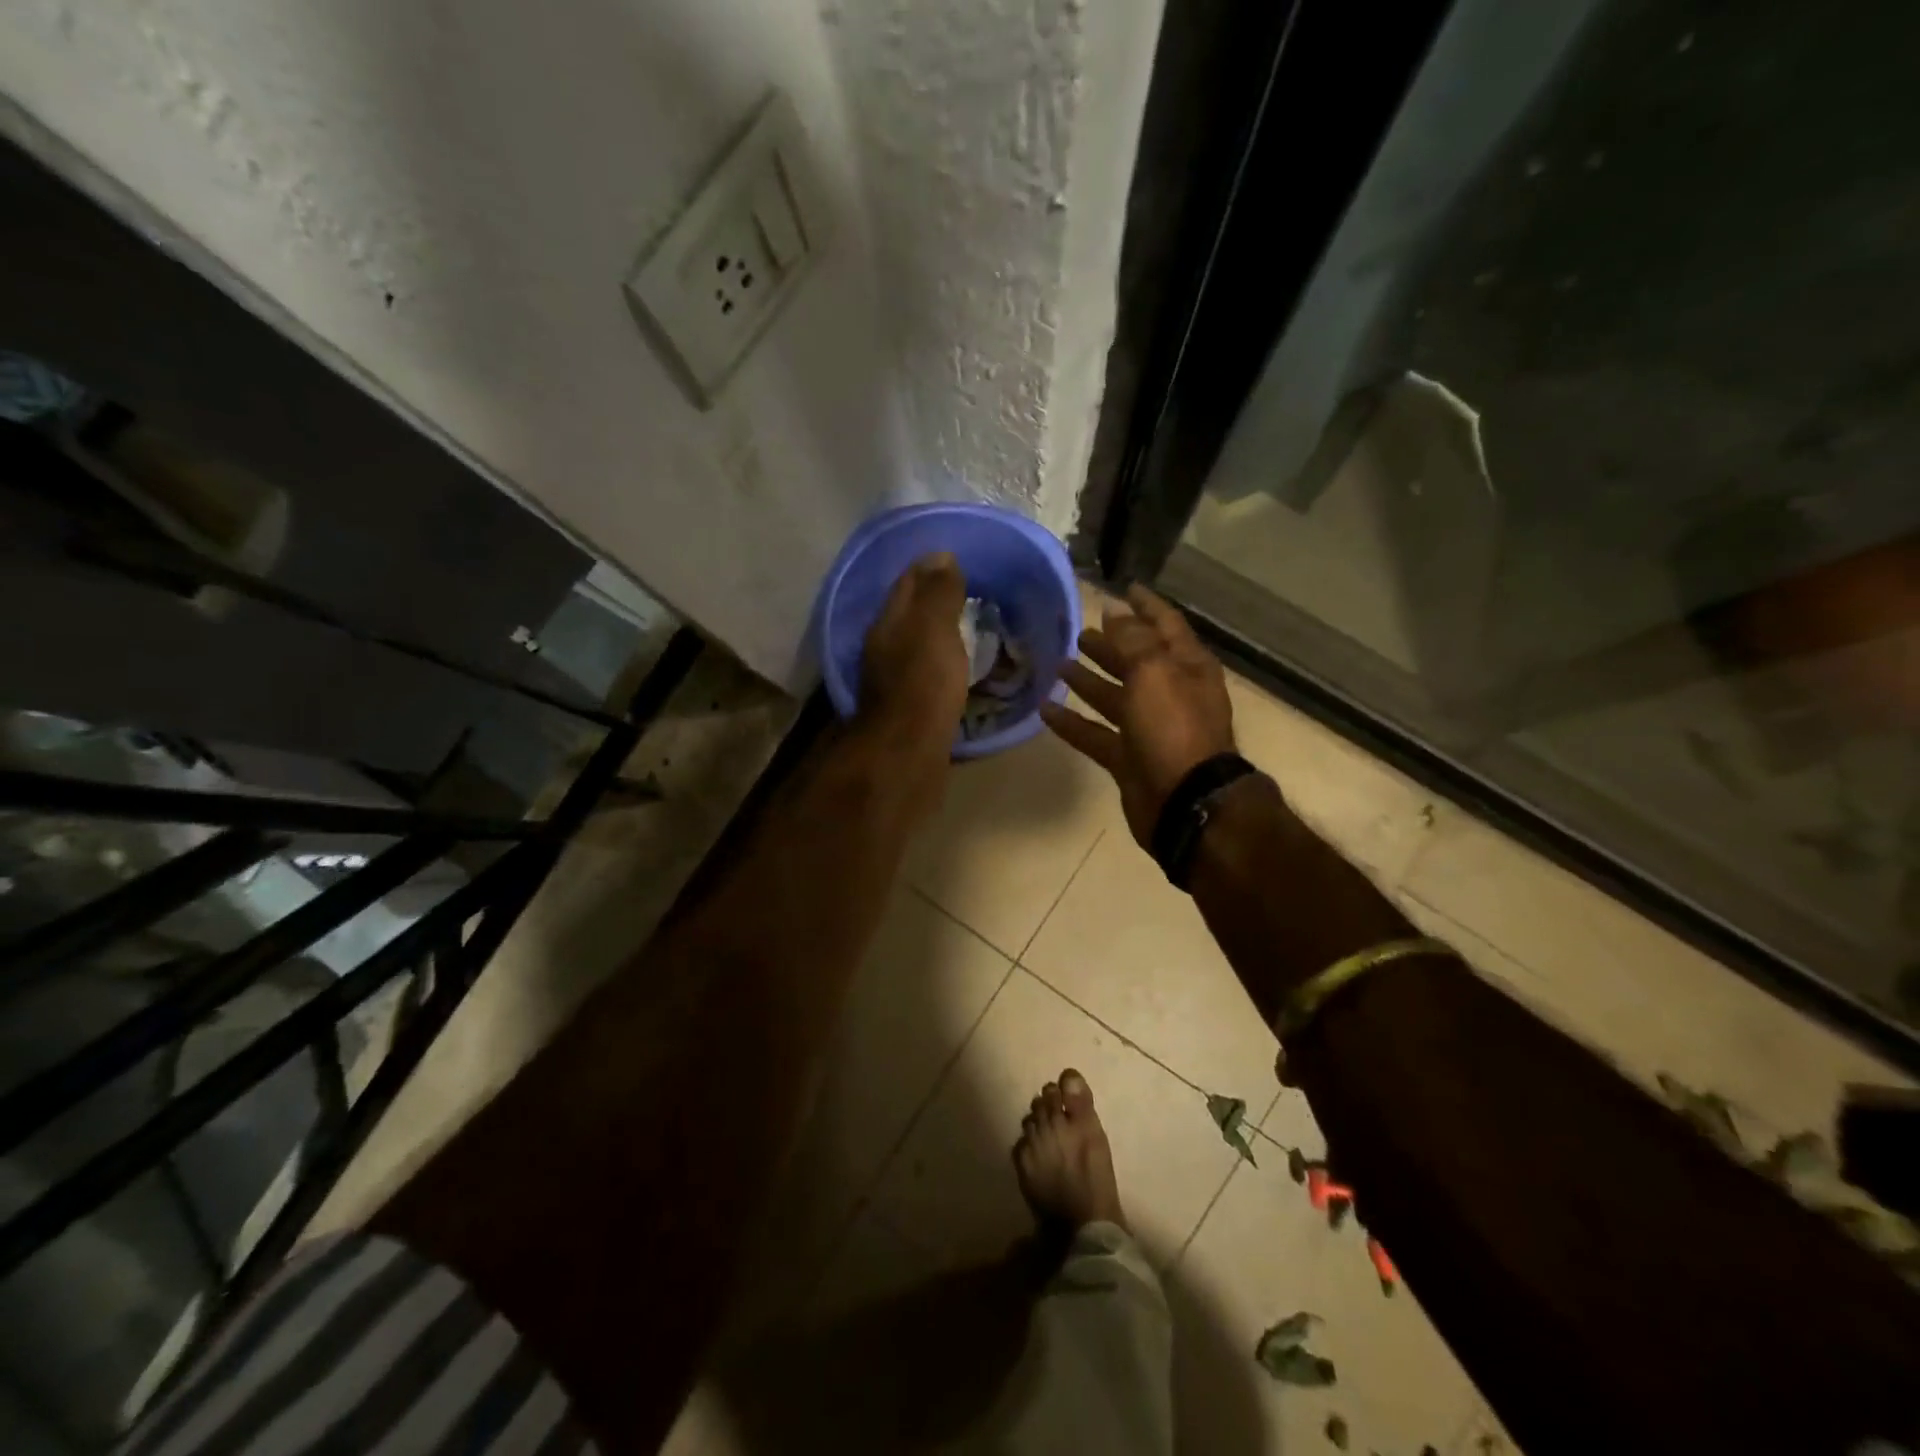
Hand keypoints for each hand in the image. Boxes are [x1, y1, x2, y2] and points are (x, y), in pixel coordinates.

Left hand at [858, 552, 968, 739]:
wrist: (908, 751)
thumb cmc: (923, 683)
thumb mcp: (934, 628)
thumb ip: (938, 593)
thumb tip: (941, 556)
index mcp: (887, 623)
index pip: (908, 583)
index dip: (930, 568)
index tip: (959, 559)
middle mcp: (883, 647)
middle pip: (909, 614)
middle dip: (934, 600)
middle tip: (970, 591)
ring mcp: (892, 679)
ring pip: (916, 644)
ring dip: (938, 632)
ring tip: (970, 626)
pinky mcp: (907, 706)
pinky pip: (926, 672)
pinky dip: (942, 662)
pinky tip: (959, 666)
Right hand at [1041, 585, 1236, 846]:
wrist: (1185, 801)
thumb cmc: (1174, 727)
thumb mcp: (1154, 671)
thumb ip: (1133, 639)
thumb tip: (1115, 611)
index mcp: (1186, 667)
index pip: (1165, 625)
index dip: (1144, 606)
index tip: (1122, 588)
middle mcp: (1170, 693)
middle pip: (1136, 661)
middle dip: (1111, 644)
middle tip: (1079, 632)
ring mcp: (1149, 728)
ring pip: (1114, 697)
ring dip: (1089, 680)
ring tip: (1059, 663)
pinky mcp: (1128, 758)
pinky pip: (1096, 733)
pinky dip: (1073, 722)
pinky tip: (1046, 709)